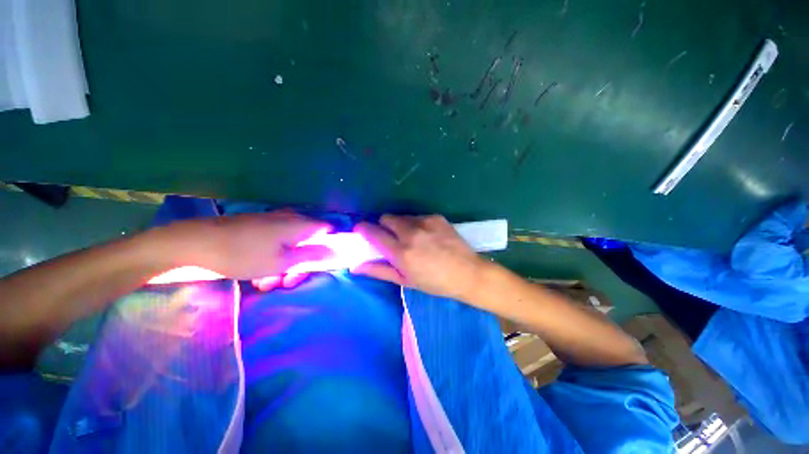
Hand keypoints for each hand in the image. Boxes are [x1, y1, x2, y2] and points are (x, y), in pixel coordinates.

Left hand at [162, 210, 332, 286]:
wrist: (194, 244)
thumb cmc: (243, 255)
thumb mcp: (282, 262)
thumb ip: (311, 256)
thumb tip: (334, 252)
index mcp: (299, 224)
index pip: (327, 230)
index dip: (328, 246)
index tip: (319, 264)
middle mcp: (289, 219)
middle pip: (308, 241)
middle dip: (302, 263)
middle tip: (288, 281)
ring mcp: (272, 222)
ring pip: (290, 245)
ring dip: (284, 265)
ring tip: (266, 282)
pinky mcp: (257, 227)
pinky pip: (274, 243)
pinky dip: (271, 258)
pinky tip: (257, 274)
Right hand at [353, 215, 485, 299]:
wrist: (467, 273)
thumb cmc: (434, 282)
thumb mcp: (405, 280)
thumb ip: (379, 271)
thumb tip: (355, 267)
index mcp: (401, 252)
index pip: (373, 233)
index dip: (363, 229)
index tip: (361, 231)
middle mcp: (411, 233)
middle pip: (386, 218)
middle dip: (383, 226)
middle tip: (391, 238)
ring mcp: (425, 222)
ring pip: (402, 216)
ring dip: (400, 225)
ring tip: (413, 238)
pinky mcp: (436, 217)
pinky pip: (417, 216)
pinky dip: (416, 224)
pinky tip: (427, 236)